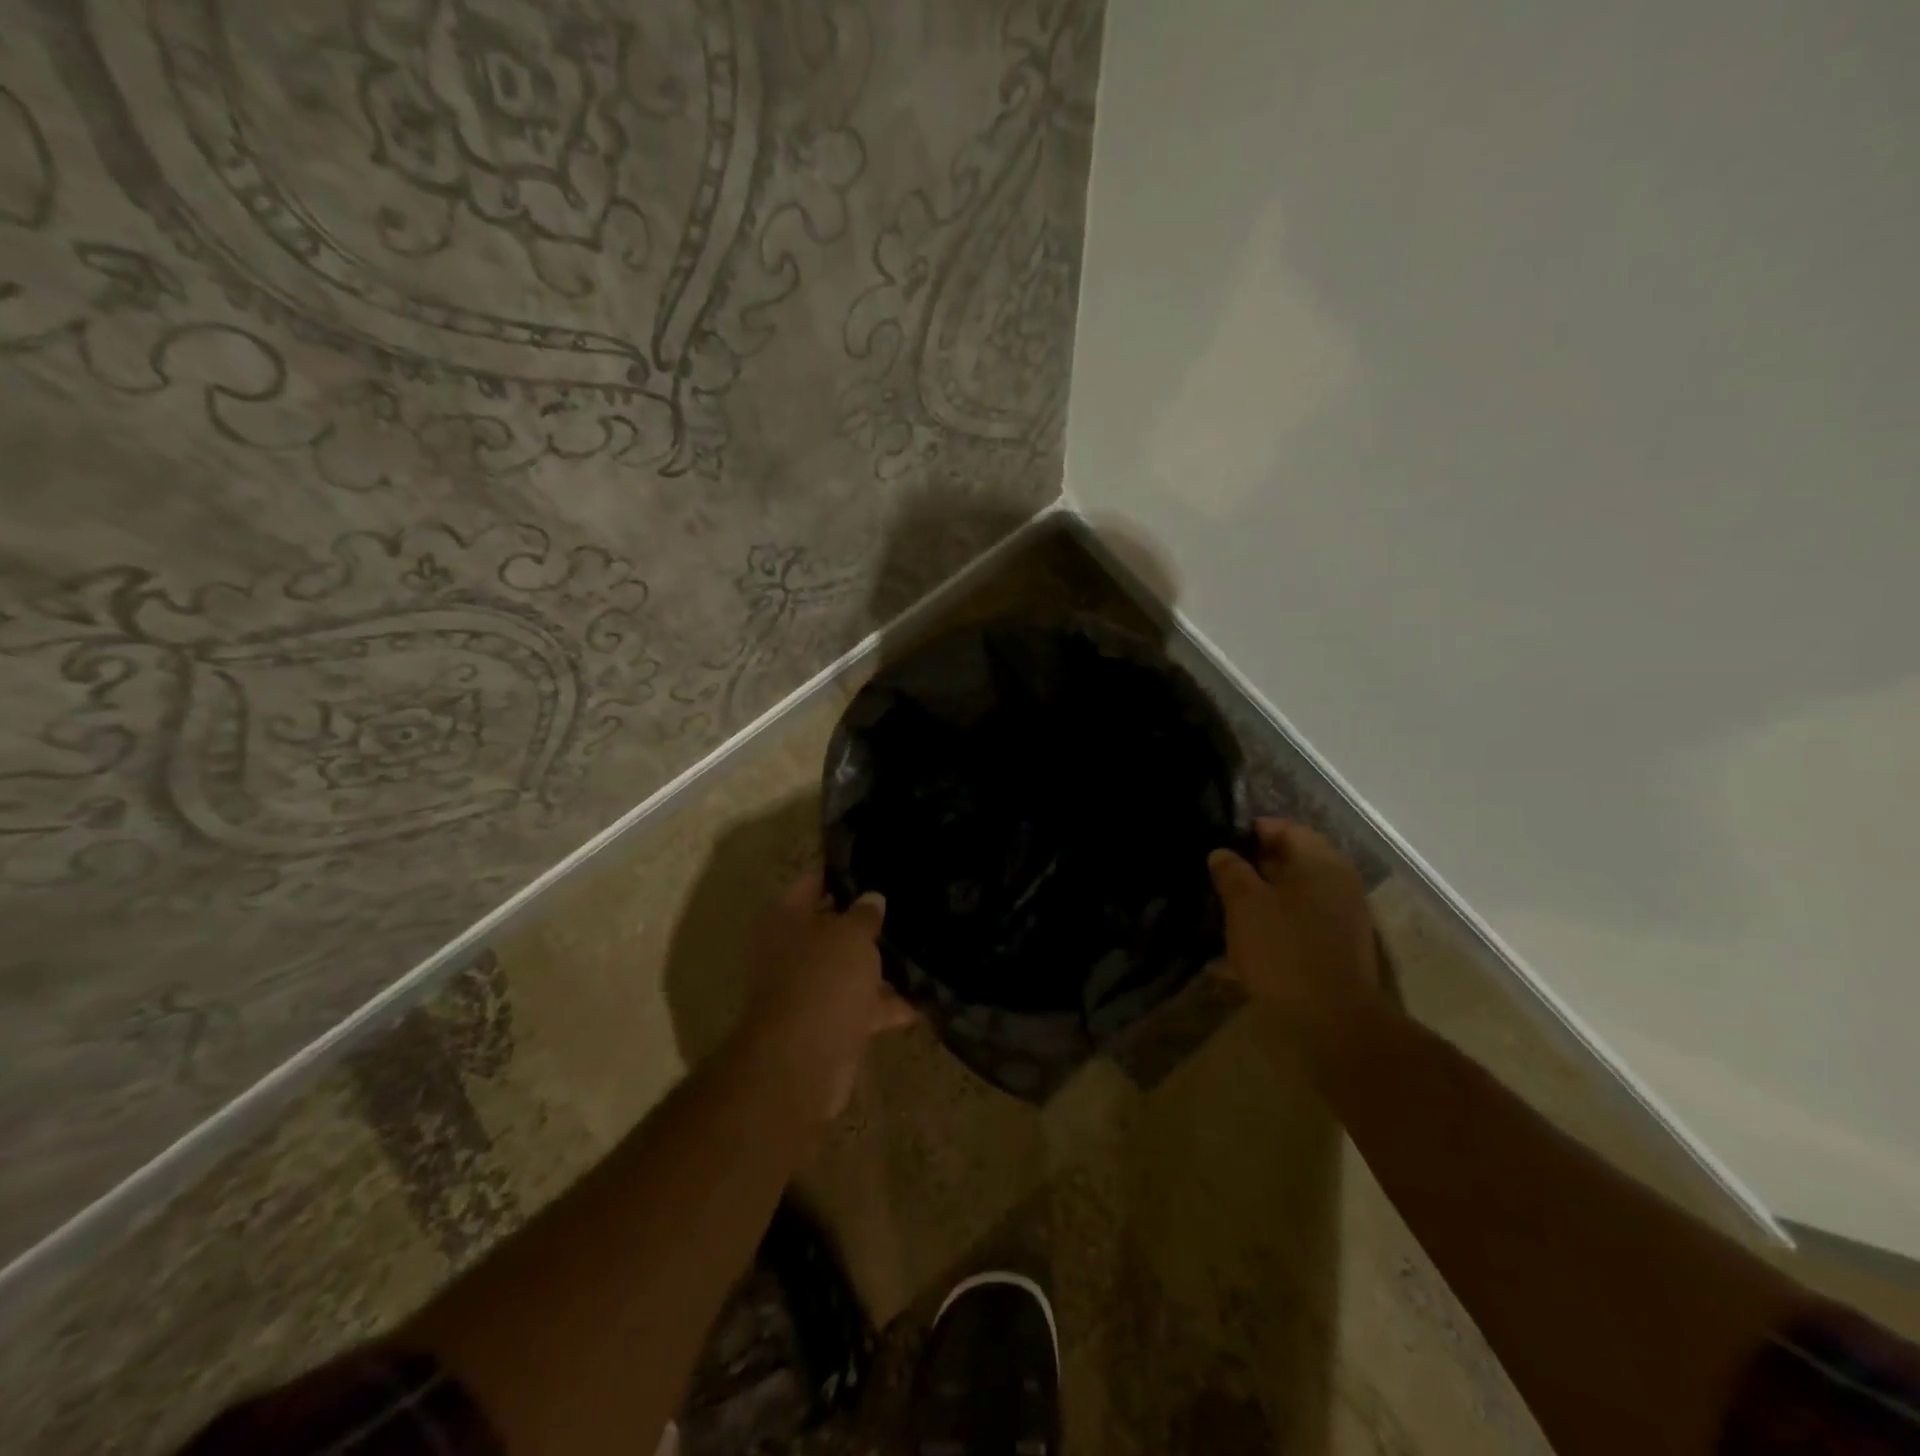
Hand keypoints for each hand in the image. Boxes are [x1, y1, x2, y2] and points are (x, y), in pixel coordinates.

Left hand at [731, 872, 915, 1123]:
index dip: (842, 873)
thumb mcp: (851, 935)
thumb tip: (873, 898)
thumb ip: (865, 914)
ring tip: (924, 947)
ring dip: (880, 965)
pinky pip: (863, 1006)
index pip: (812, 882)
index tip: (876, 865)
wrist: (803, 1063)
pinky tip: (925, 997)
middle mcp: (792, 950)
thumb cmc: (822, 980)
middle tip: (908, 905)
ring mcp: (810, 989)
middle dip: (867, 922)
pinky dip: (889, 1004)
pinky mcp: (830, 1024)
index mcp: (786, 919)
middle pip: (832, 927)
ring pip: (850, 968)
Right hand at [1207, 819, 1382, 1038]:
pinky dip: (1274, 926)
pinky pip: (1300, 922)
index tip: (1217, 851)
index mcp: (1320, 861)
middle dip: (1252, 868)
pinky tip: (1244, 946)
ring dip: (1261, 899)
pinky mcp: (1337, 946)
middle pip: (1289, 860)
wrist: (1332, 1024)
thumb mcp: (1244, 905)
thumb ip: (1231, 871)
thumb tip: (1222, 853)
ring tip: (1225, 914)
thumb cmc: (1284, 952)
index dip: (1247, 834)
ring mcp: (1342, 915)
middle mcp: (1338, 880)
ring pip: (1293, 893)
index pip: (1282, 828)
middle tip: (1217, 881)